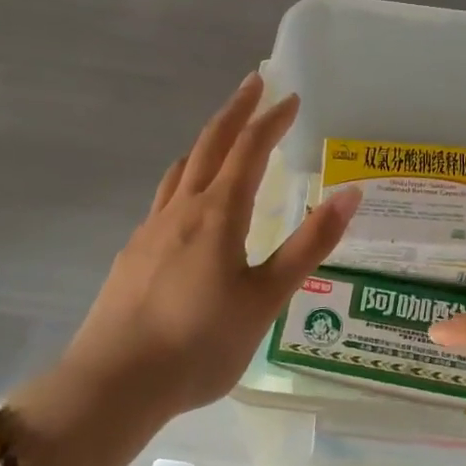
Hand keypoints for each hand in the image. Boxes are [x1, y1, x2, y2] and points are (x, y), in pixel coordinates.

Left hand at [59, 72, 360, 424]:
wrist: (114, 383)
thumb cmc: (201, 343)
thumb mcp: (267, 297)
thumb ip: (309, 244)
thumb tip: (350, 194)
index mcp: (218, 214)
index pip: (249, 150)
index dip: (271, 119)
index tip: (290, 96)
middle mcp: (182, 209)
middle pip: (210, 144)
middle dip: (235, 110)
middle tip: (255, 83)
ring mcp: (151, 229)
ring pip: (182, 169)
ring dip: (207, 141)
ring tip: (224, 135)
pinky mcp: (133, 253)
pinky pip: (165, 197)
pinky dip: (186, 177)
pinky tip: (188, 203)